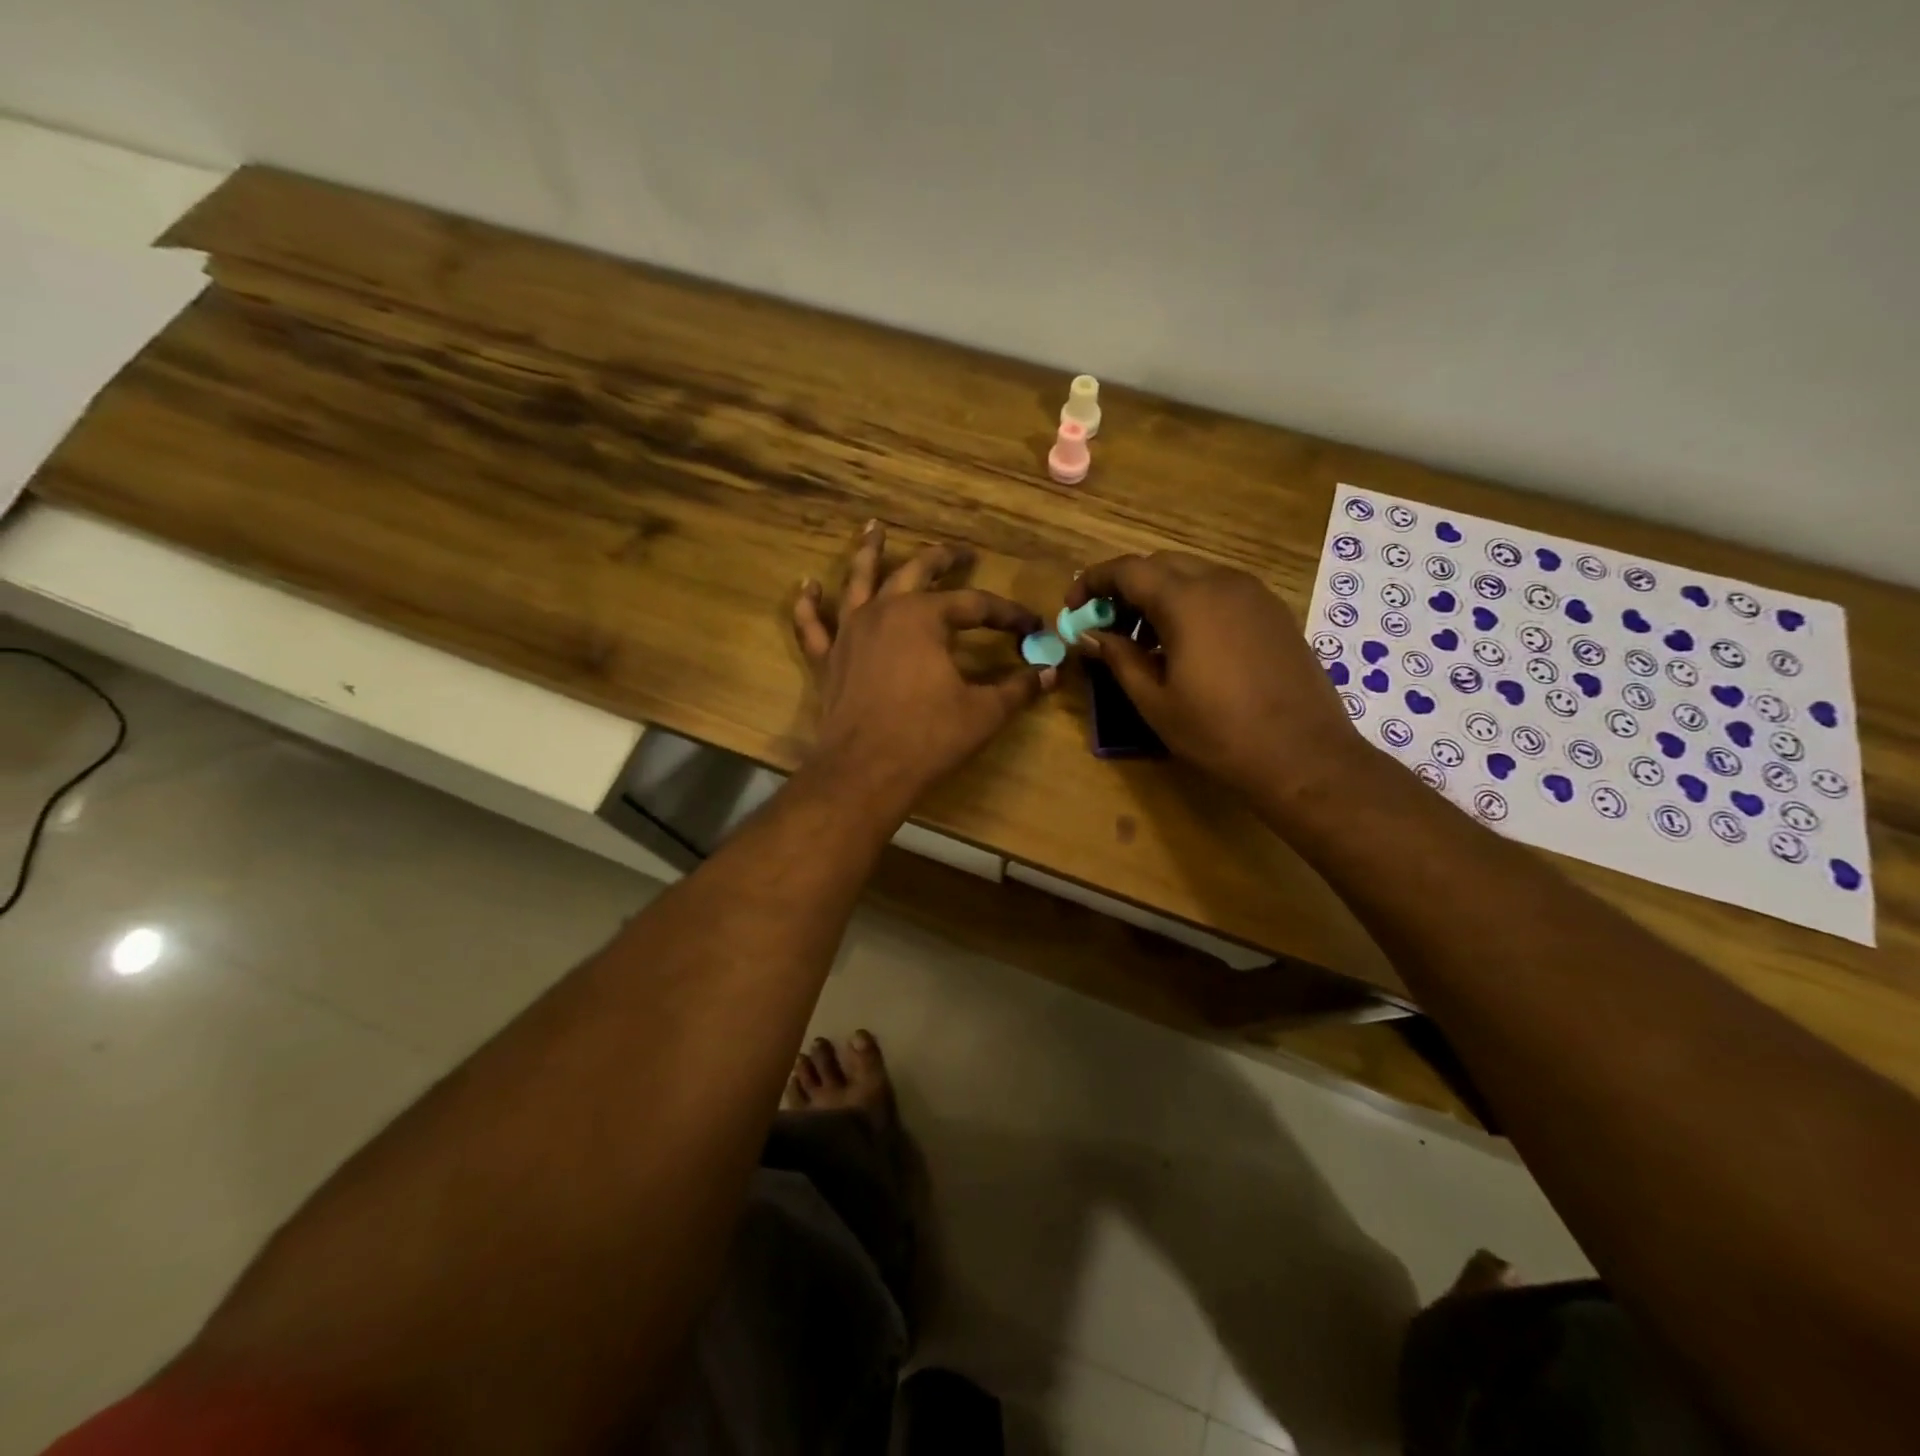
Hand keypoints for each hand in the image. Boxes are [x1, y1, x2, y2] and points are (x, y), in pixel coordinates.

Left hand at [793, 524, 1055, 811]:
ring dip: (869, 553)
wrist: (864, 772)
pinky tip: (808, 586)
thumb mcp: (983, 712)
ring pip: (859, 581)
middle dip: (943, 559)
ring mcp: (849, 632)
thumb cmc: (927, 738)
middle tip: (962, 553)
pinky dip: (809, 604)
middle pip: (916, 572)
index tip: (1030, 626)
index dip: (1006, 614)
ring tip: (874, 528)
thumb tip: (1051, 672)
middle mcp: (884, 611)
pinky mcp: (827, 659)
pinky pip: (812, 625)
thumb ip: (1018, 688)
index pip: (974, 605)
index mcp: (924, 617)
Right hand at [1067, 552, 1368, 801]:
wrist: (1304, 755)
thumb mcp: (1155, 701)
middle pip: (1160, 565)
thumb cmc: (1219, 732)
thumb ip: (1118, 658)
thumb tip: (1090, 635)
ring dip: (1159, 596)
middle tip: (1107, 626)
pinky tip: (1186, 647)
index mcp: (1187, 600)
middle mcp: (1222, 582)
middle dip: (1126, 588)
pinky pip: (1221, 592)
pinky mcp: (1273, 612)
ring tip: (1144, 642)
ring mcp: (1254, 595)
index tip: (1073, 608)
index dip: (1093, 582)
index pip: (1128, 570)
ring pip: (1193, 576)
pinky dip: (1192, 605)